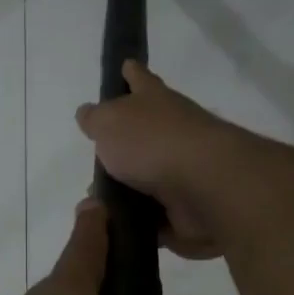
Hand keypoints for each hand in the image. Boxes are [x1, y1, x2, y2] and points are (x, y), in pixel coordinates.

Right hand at [76, 61, 250, 258]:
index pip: (140, 80)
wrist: (205, 188)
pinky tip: (113, 229)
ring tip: (96, 204)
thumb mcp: (110, 122)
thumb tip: (88, 114)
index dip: (131, 74)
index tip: (126, 65)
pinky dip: (137, 224)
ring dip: (124, 192)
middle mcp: (172, 133)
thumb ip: (96, 119)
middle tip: (94, 164)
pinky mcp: (185, 211)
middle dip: (120, 149)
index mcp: (155, 103)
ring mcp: (182, 173)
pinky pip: (153, 218)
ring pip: (145, 181)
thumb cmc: (153, 143)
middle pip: (143, 136)